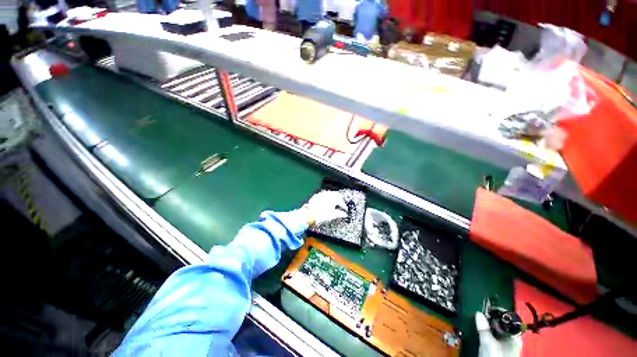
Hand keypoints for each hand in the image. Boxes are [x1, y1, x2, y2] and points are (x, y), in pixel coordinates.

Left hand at [302, 191, 347, 225]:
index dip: (344, 206)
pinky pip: (323, 195)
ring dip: (333, 197)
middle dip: (340, 199)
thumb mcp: (333, 215)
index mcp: (333, 198)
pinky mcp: (316, 196)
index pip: (341, 201)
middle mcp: (327, 194)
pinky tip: (326, 201)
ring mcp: (321, 194)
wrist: (309, 215)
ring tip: (334, 202)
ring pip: (330, 193)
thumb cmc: (322, 216)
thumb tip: (344, 214)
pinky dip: (326, 198)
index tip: (345, 210)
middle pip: (336, 194)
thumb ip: (340, 214)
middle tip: (341, 204)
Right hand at [476, 312, 522, 356]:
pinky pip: (496, 336)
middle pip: (503, 325)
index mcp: (515, 337)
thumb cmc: (495, 356)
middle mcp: (513, 339)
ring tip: (479, 320)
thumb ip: (484, 328)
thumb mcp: (487, 343)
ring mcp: (508, 345)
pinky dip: (489, 332)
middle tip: (481, 313)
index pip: (508, 320)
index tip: (487, 307)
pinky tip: (482, 331)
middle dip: (492, 319)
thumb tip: (478, 313)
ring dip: (489, 325)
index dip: (498, 313)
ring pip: (498, 331)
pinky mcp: (501, 349)